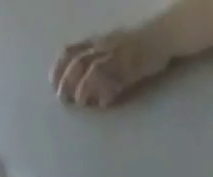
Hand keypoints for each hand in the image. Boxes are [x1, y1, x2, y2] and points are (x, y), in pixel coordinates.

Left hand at [53, 25, 173, 107]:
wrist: (161, 36)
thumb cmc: (140, 47)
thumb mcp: (116, 54)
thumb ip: (104, 71)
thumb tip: (95, 97)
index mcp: (96, 42)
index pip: (71, 50)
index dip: (59, 66)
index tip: (52, 82)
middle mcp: (101, 46)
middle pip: (77, 60)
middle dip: (67, 79)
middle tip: (62, 99)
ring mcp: (115, 55)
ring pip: (92, 68)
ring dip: (82, 85)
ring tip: (78, 102)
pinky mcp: (129, 65)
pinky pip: (114, 77)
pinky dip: (106, 90)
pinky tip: (102, 104)